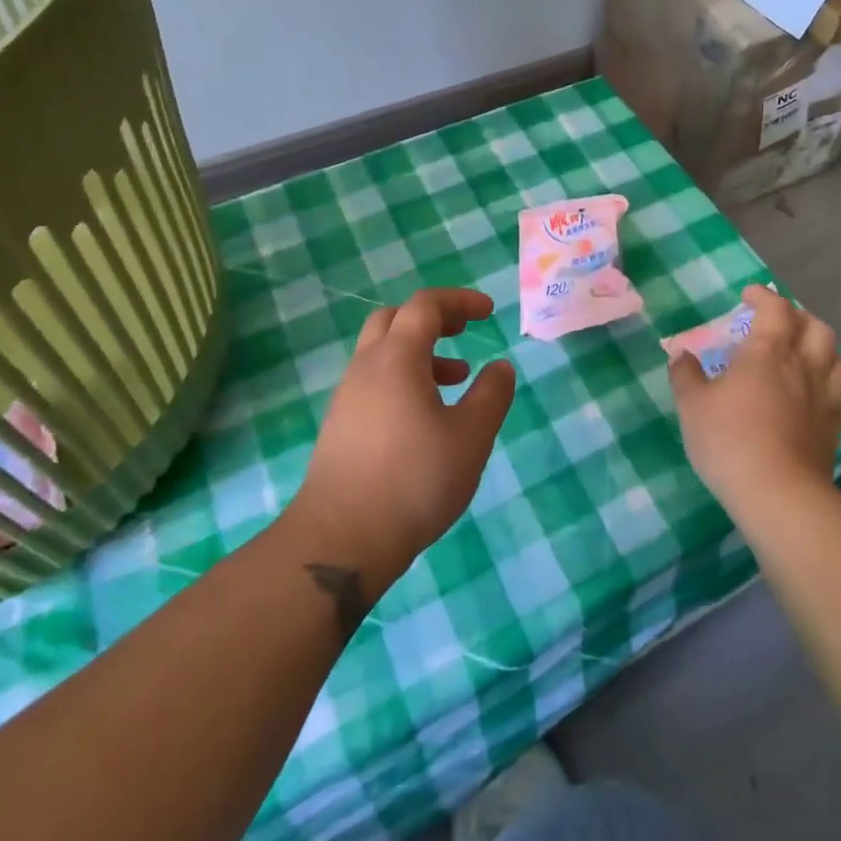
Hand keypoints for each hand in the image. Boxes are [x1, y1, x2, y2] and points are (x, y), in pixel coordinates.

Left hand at [288, 288, 514, 587]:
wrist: (341, 539)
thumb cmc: (414, 480)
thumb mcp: (471, 437)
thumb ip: (491, 395)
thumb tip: (500, 366)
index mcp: (397, 357)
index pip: (425, 305)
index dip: (460, 301)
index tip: (489, 313)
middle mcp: (366, 367)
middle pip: (396, 319)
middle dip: (434, 318)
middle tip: (464, 331)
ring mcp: (347, 396)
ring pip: (383, 352)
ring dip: (420, 352)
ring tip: (457, 379)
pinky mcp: (340, 424)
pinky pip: (374, 380)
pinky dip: (404, 377)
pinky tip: (425, 416)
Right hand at [668, 285, 840, 525]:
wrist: (778, 495)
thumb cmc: (729, 440)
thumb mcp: (693, 405)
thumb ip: (686, 375)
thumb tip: (681, 355)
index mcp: (768, 353)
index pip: (776, 309)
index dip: (764, 297)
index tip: (749, 296)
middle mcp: (802, 367)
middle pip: (816, 328)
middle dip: (798, 317)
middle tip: (778, 322)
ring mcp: (823, 399)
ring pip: (836, 358)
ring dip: (820, 347)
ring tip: (802, 353)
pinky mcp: (833, 429)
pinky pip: (837, 394)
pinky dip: (825, 383)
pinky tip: (811, 395)